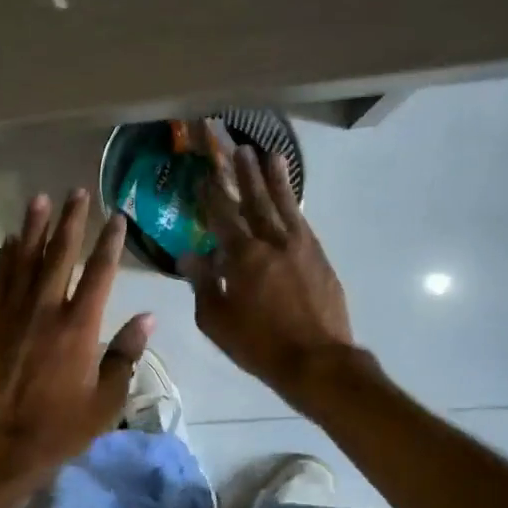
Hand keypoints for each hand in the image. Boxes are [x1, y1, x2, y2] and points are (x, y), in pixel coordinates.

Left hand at [0, 189, 152, 486]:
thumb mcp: (106, 401)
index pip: (100, 273)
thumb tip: (147, 318)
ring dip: (34, 227)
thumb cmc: (59, 428)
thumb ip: (126, 355)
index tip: (116, 217)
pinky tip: (11, 241)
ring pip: (24, 258)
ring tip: (40, 199)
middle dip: (70, 221)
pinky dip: (5, 257)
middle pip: (60, 254)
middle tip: (76, 193)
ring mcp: (12, 313)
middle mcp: (46, 309)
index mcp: (80, 327)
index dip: (109, 242)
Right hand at [185, 144, 354, 400]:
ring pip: (284, 204)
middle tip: (238, 147)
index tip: (204, 174)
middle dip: (244, 173)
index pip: (222, 216)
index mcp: (242, 257)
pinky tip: (290, 197)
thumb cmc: (258, 345)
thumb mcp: (216, 321)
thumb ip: (203, 284)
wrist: (317, 360)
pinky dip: (294, 204)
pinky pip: (302, 220)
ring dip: (274, 178)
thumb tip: (188, 255)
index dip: (212, 194)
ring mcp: (300, 246)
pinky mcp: (319, 256)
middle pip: (255, 199)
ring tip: (269, 154)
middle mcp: (272, 242)